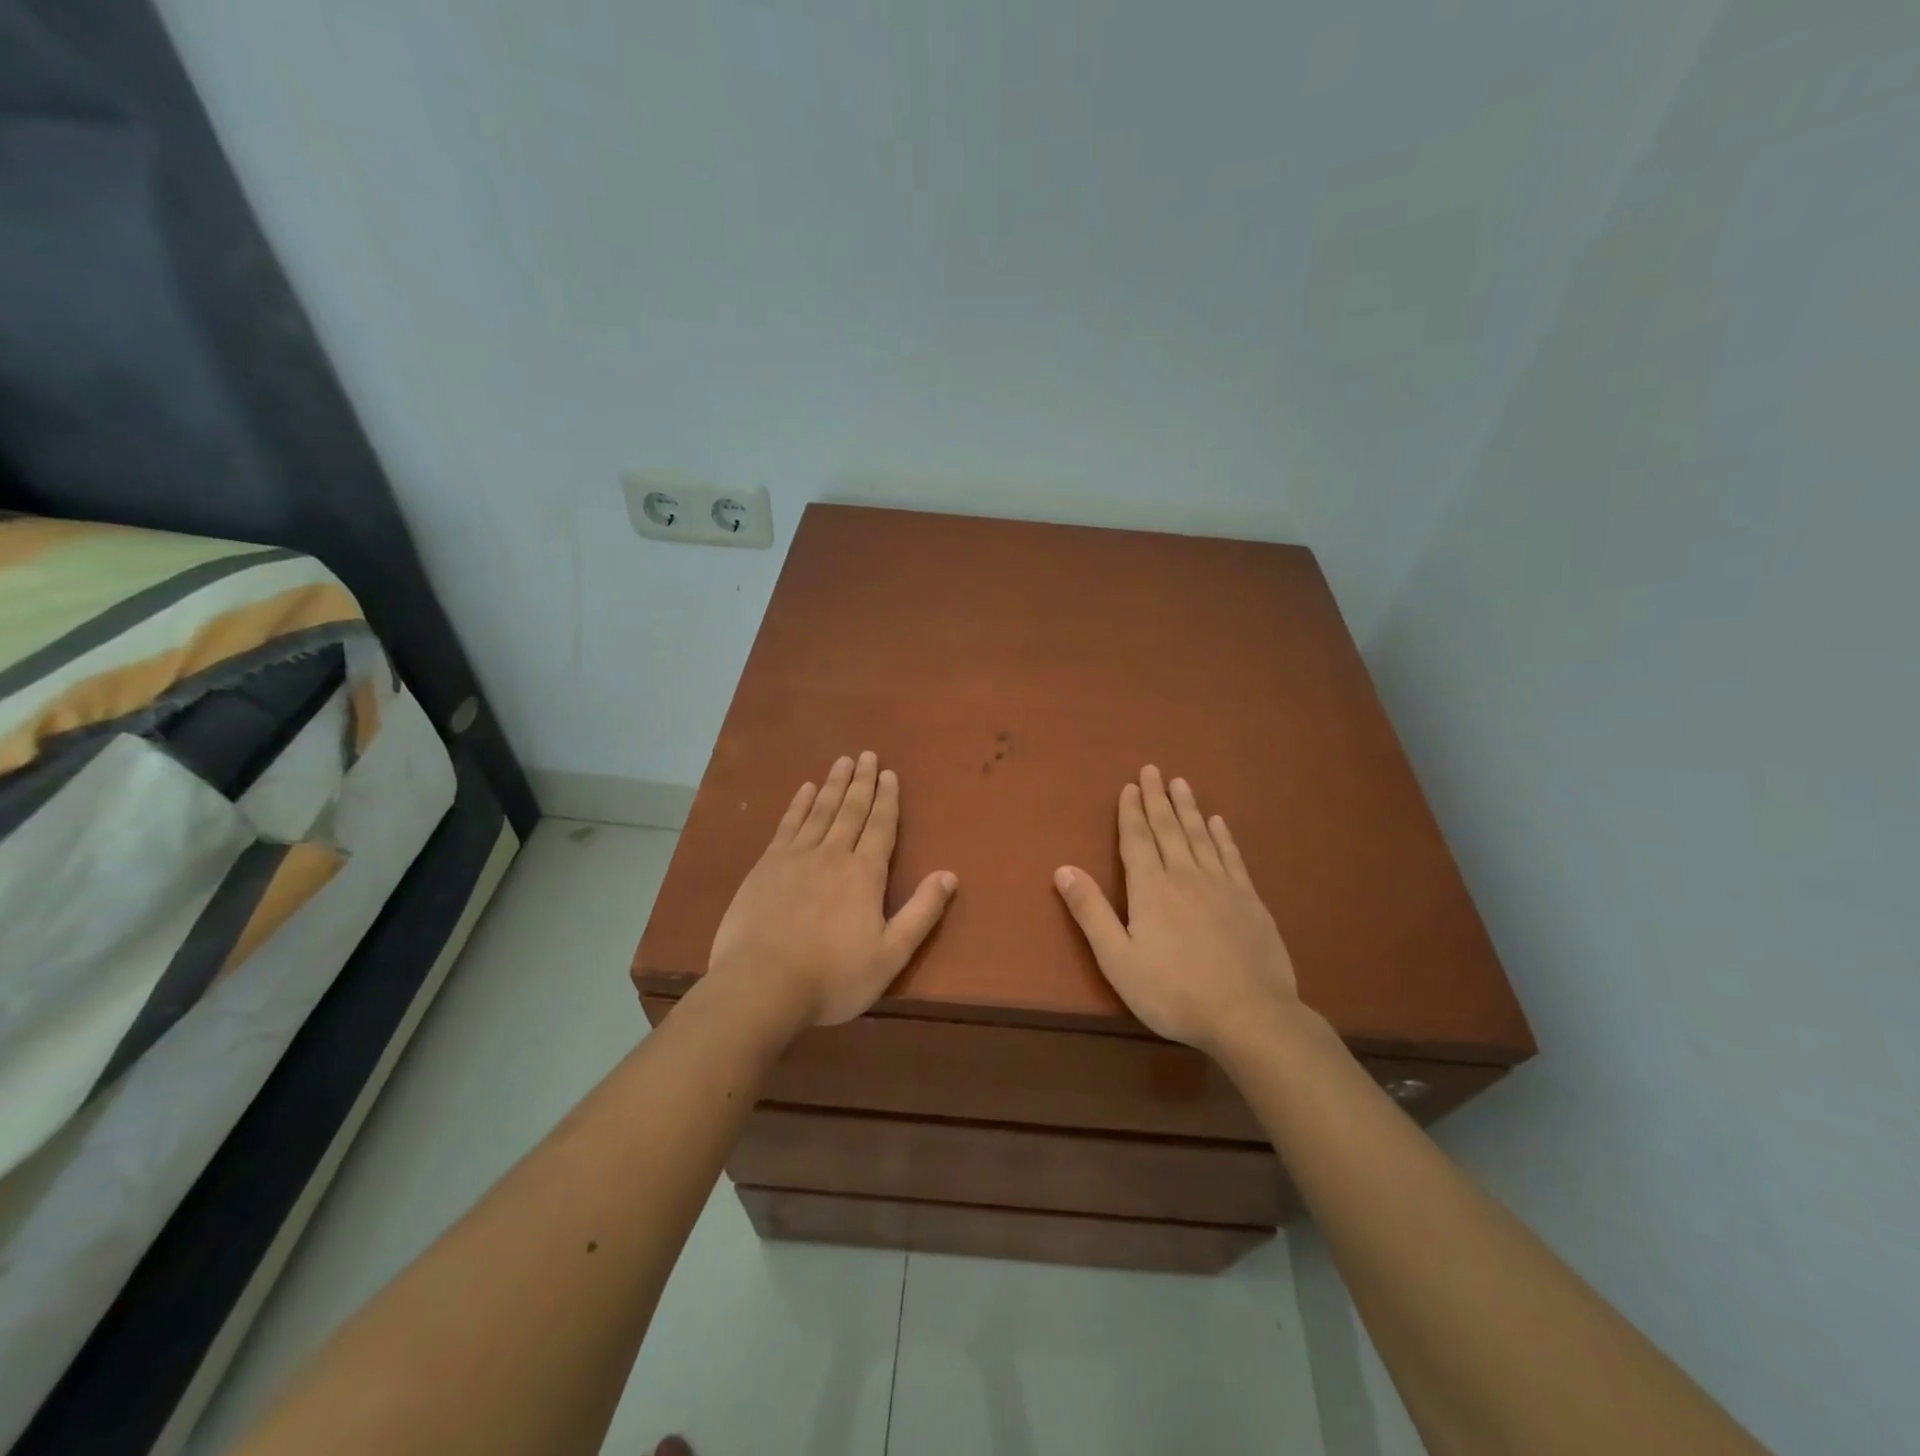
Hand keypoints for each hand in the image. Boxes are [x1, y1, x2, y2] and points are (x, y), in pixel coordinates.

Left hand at [707, 752, 956, 1028]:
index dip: (888, 799)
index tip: (890, 773)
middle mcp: (833, 855)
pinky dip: (798, 805)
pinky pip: (787, 825)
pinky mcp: (766, 866)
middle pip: (851, 810)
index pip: (881, 827)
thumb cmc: (833, 976)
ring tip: (842, 761)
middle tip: (867, 754)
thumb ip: (921, 913)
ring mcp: (796, 857)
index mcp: (865, 874)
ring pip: (820, 810)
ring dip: (833, 784)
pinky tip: (804, 790)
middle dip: (862, 782)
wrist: (762, 985)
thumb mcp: (890, 954)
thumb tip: (949, 875)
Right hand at [1054, 765, 1298, 1055]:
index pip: (1137, 840)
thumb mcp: (1118, 959)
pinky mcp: (1250, 900)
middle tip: (1153, 769)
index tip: (1130, 786)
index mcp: (1151, 889)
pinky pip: (1232, 856)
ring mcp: (1222, 885)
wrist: (1249, 1015)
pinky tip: (1219, 823)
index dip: (1131, 812)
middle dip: (1157, 798)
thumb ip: (1091, 912)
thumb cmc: (1173, 991)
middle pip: (1168, 829)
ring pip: (1200, 835)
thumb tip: (1063, 869)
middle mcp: (1185, 876)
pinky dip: (1223, 836)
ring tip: (1181, 783)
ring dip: (1188, 808)